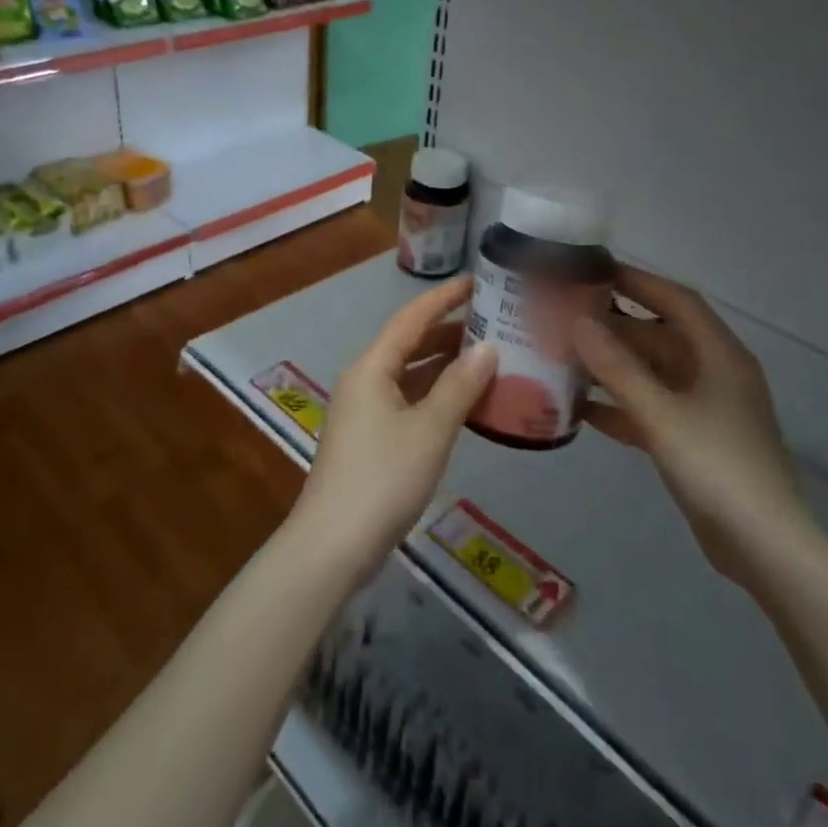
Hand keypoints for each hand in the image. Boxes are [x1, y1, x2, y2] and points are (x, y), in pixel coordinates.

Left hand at [290, 277, 495, 577]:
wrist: (333, 546)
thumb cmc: (382, 478)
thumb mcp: (430, 430)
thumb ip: (460, 387)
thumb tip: (489, 348)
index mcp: (372, 367)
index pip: (411, 318)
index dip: (444, 298)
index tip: (476, 280)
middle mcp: (365, 380)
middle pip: (411, 344)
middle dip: (450, 331)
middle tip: (495, 321)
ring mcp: (366, 411)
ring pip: (411, 375)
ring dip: (446, 366)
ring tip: (490, 357)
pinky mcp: (372, 438)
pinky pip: (410, 401)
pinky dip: (438, 396)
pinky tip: (467, 403)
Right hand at [571, 266, 818, 589]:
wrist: (765, 548)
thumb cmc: (718, 468)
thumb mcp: (662, 414)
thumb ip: (617, 368)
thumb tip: (577, 322)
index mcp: (719, 355)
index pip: (676, 300)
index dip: (638, 281)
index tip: (594, 270)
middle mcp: (713, 374)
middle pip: (659, 336)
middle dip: (614, 326)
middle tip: (564, 316)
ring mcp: (704, 409)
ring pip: (651, 373)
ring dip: (612, 366)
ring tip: (563, 356)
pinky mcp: (693, 441)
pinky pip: (650, 409)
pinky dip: (620, 405)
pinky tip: (581, 408)